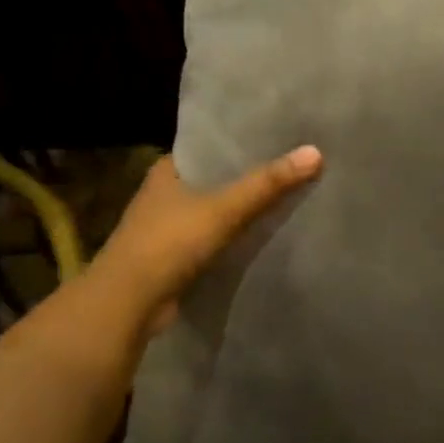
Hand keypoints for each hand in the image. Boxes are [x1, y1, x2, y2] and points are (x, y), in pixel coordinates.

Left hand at [89, 146, 323, 329]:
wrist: (126, 306)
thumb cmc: (168, 244)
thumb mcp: (224, 209)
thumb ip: (268, 183)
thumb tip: (316, 152)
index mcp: (168, 170)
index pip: (211, 146)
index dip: (243, 142)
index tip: (280, 137)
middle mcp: (165, 194)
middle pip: (217, 178)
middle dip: (249, 175)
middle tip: (293, 165)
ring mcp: (168, 228)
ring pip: (216, 209)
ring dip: (243, 208)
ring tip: (288, 195)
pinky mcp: (176, 257)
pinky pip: (215, 237)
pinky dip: (236, 235)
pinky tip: (266, 233)